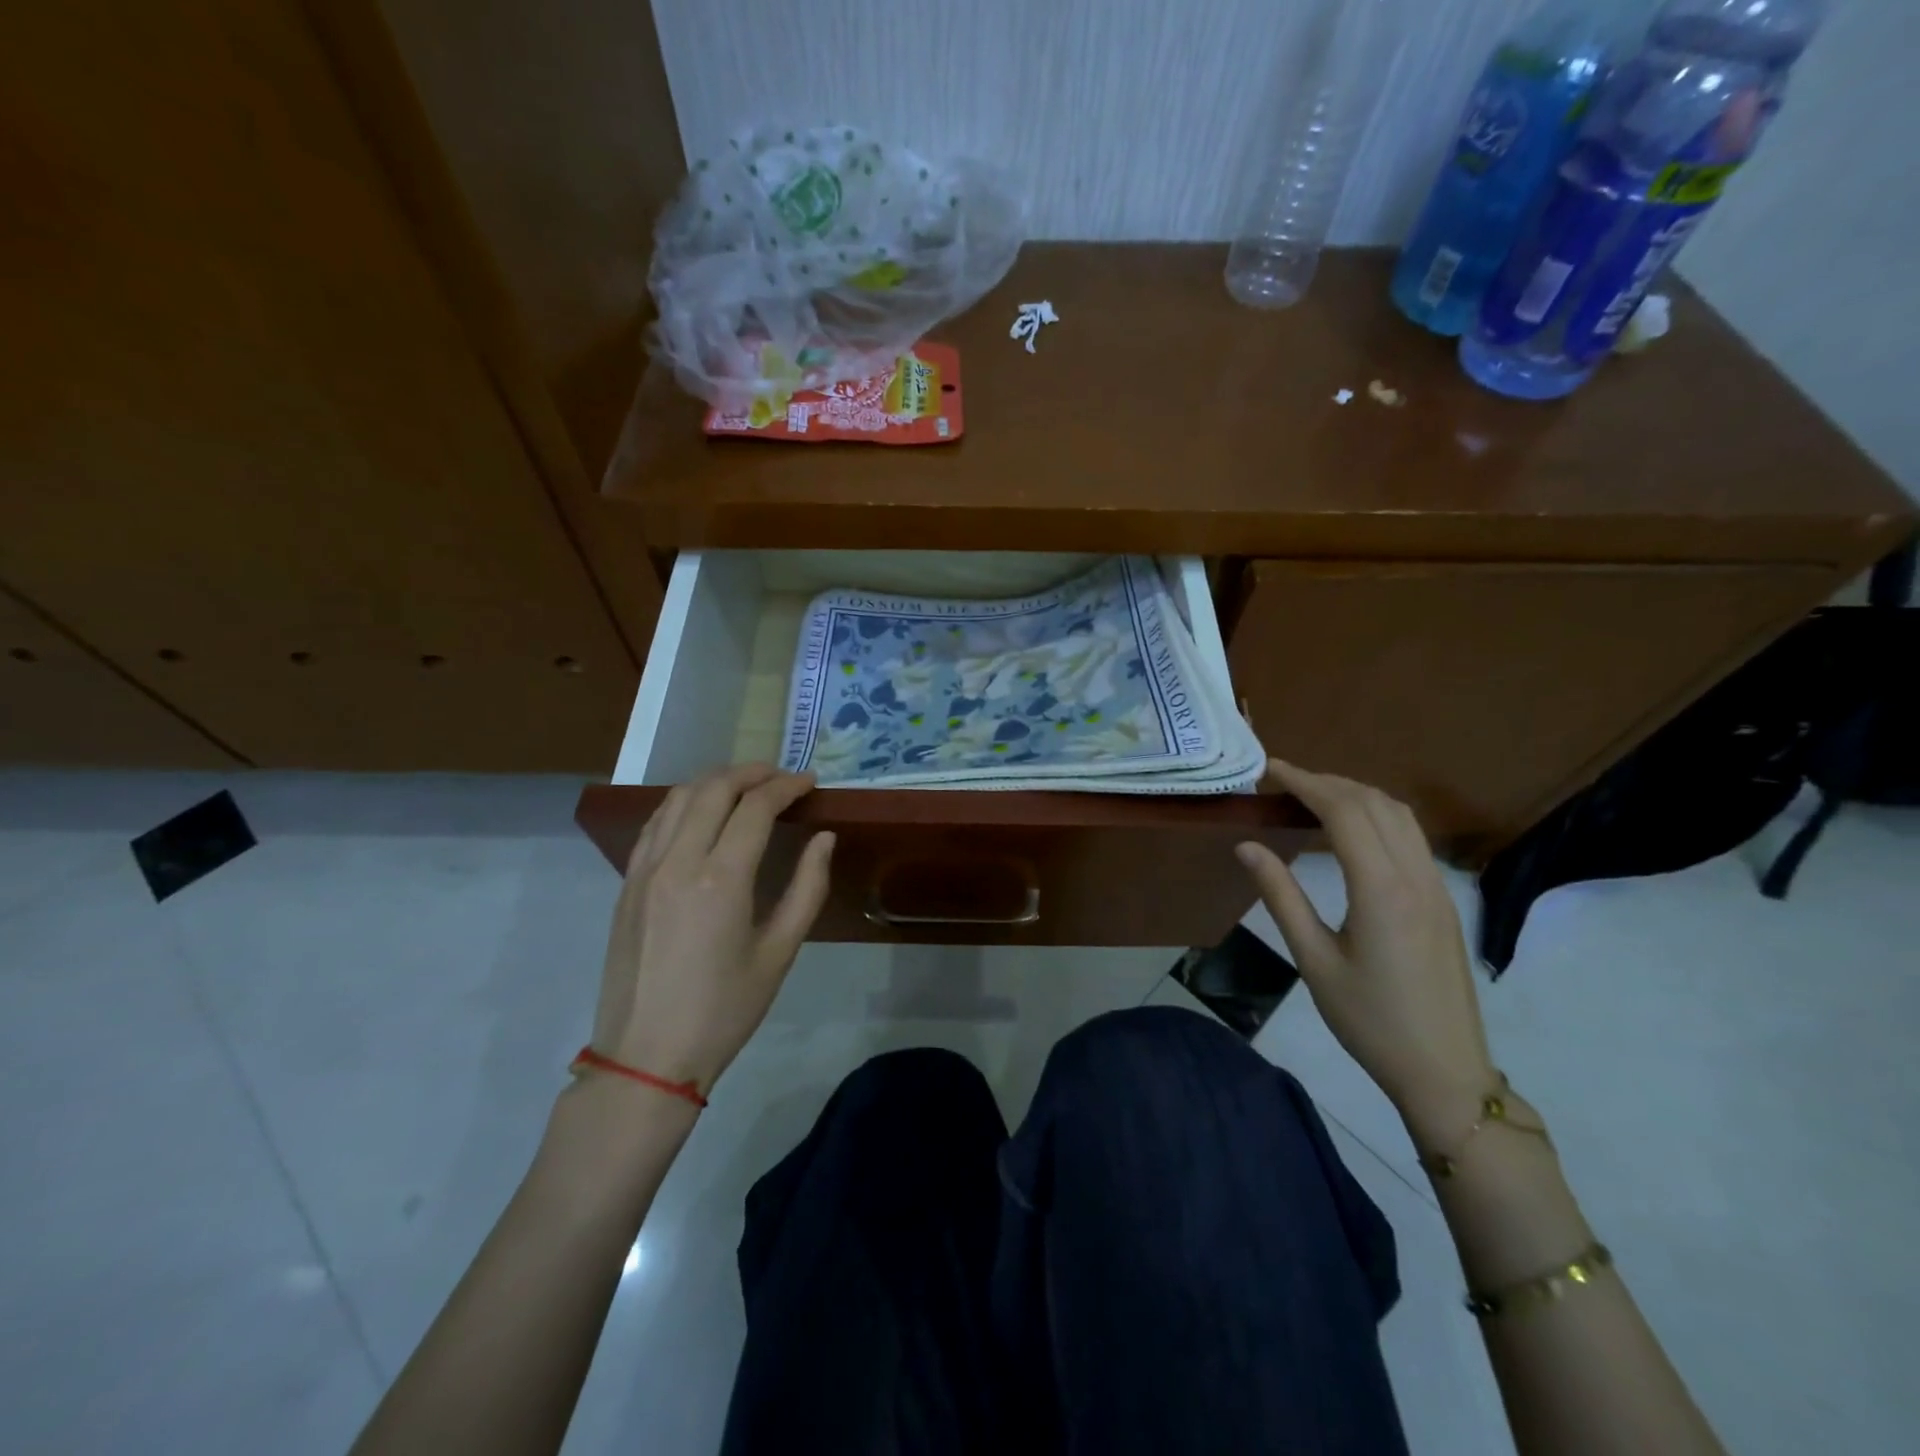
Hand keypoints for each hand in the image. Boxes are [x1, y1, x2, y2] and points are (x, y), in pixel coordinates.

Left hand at [590, 765, 834, 1095]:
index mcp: (720, 879)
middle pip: (713, 788)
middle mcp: (678, 862)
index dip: (786, 786)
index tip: (810, 782)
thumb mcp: (780, 953)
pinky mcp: (626, 884)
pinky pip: (655, 823)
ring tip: (745, 786)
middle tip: (781, 777)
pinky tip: (702, 812)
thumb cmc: (724, 1010)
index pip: (755, 807)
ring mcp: (644, 870)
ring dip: (715, 781)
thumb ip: (807, 888)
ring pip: (677, 798)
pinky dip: (683, 803)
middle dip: (751, 772)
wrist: (646, 1057)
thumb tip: (824, 838)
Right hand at [1235, 760, 1495, 1131]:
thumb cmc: (1369, 1021)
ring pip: (1400, 815)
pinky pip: (1412, 837)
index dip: (1304, 782)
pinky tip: (1351, 832)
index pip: (1343, 811)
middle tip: (1282, 783)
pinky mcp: (1443, 901)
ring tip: (1312, 798)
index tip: (1269, 770)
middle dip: (1326, 782)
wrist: (1445, 1071)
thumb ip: (1280, 896)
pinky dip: (1376, 816)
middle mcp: (1415, 877)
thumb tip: (1247, 846)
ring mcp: (1436, 887)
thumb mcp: (1313, 960)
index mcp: (1381, 889)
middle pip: (1374, 803)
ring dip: (1355, 795)